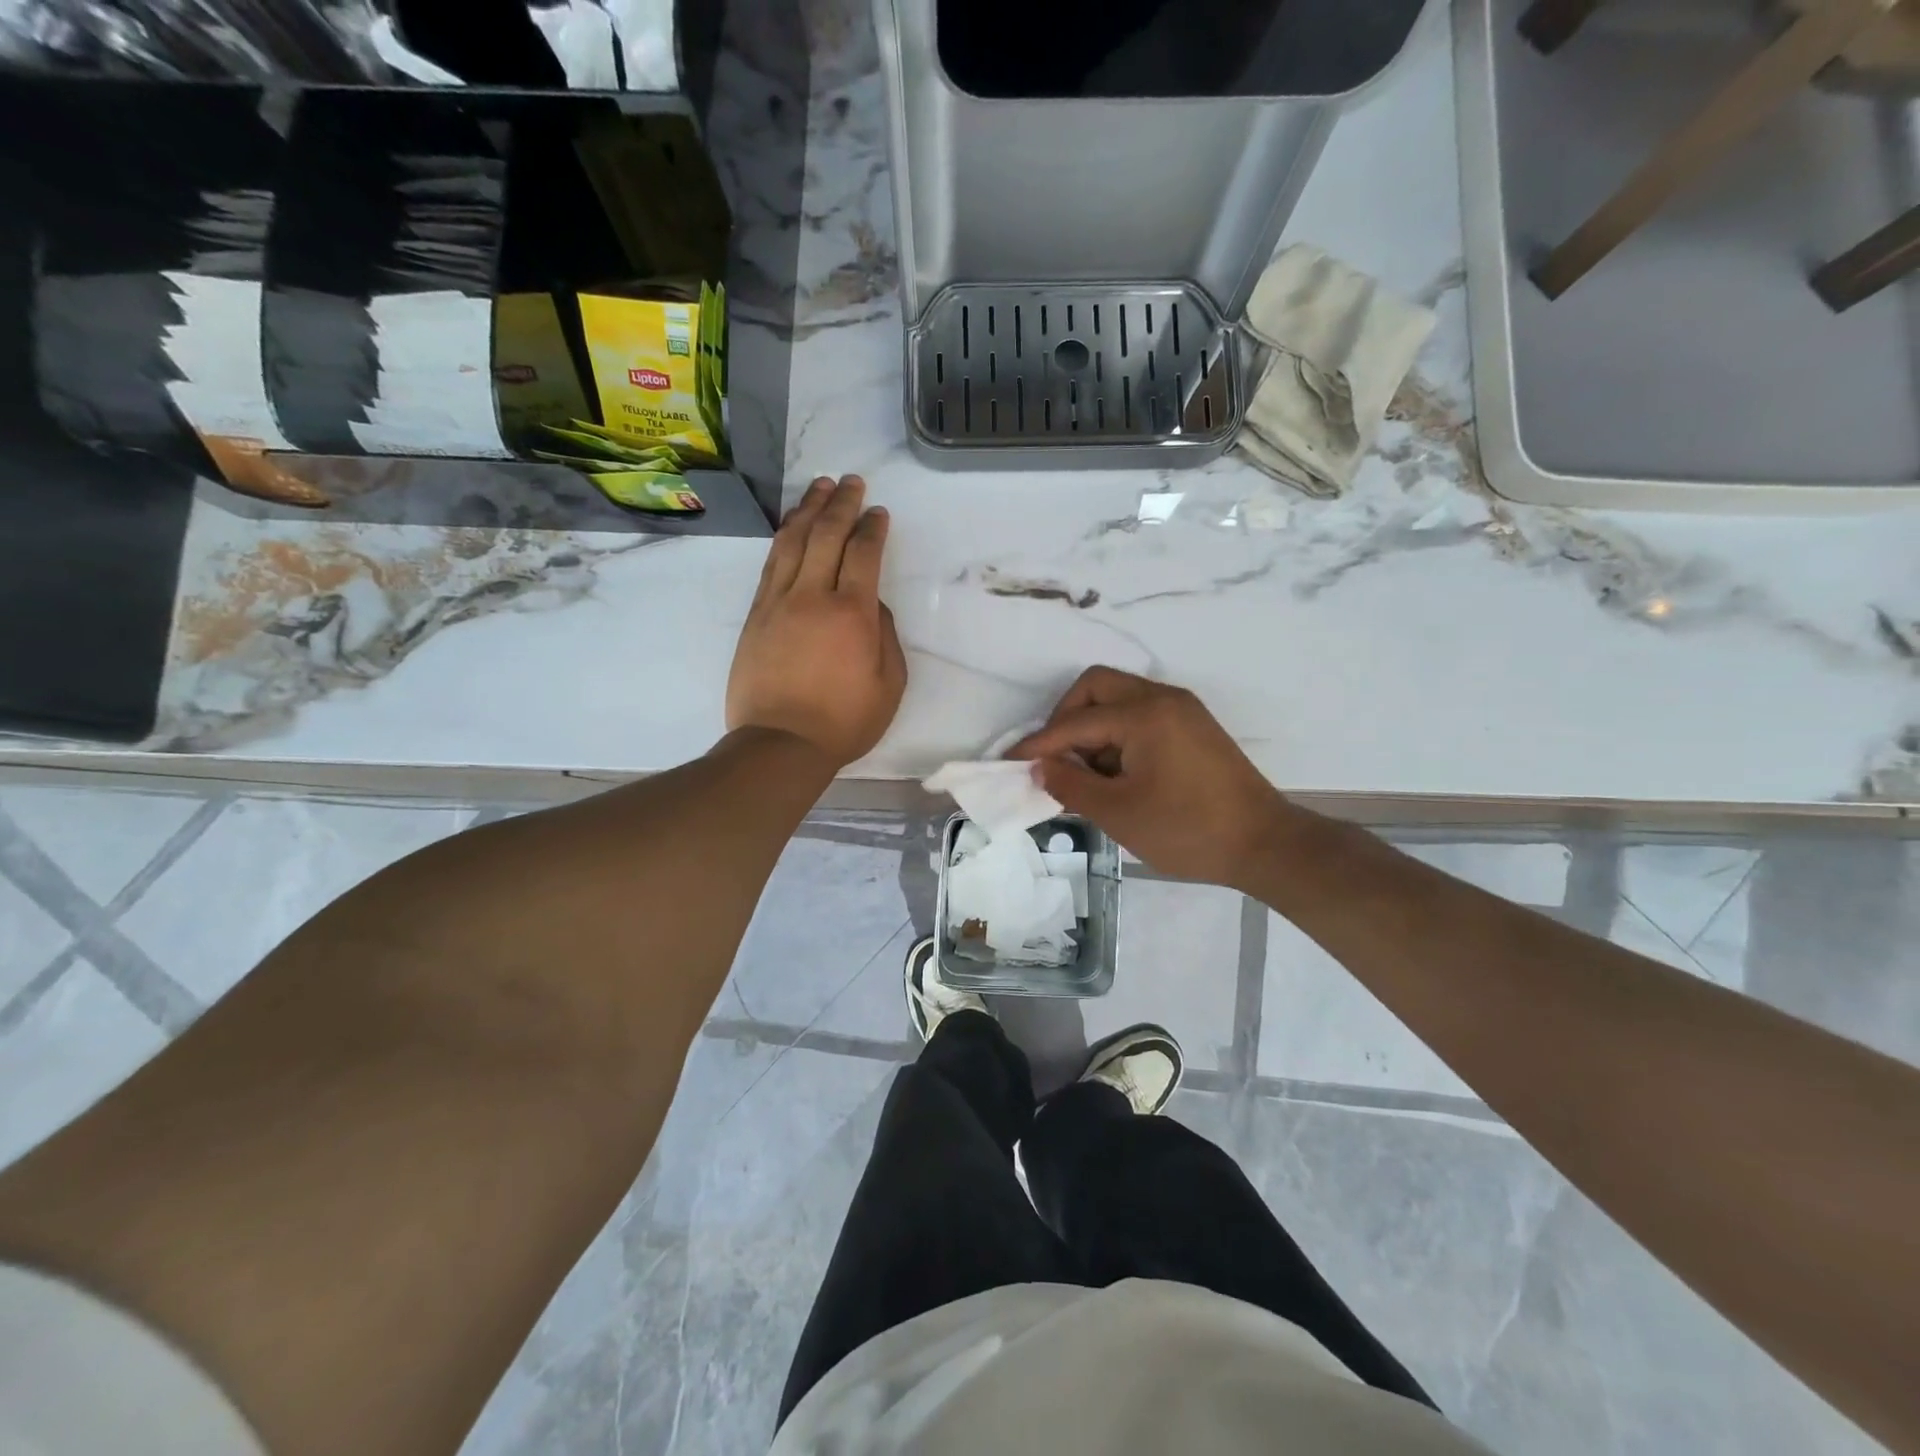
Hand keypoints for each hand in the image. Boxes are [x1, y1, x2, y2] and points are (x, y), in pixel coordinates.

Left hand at [727, 475, 906, 767]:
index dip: (872, 528)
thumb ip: (885, 635)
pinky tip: (790, 527)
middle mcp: (813, 596)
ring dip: (808, 510)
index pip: (863, 553)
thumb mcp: (889, 684)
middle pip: (826, 535)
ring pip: (792, 541)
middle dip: (842, 503)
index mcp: (852, 613)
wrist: (780, 743)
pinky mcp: (756, 615)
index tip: (879, 512)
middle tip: (852, 483)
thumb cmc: (844, 721)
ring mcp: (778, 602)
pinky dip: (783, 538)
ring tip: (819, 487)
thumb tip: (871, 603)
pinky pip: (770, 564)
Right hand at [1009, 667, 1292, 888]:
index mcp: (1143, 714)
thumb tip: (1040, 767)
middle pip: (1096, 687)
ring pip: (1119, 700)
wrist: (1264, 844)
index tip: (1009, 761)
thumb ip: (1070, 784)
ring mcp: (1182, 710)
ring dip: (1093, 728)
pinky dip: (1118, 736)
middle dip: (1066, 719)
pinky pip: (1141, 716)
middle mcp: (1162, 698)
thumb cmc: (1187, 830)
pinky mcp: (1193, 727)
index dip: (1038, 744)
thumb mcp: (1118, 812)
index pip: (1074, 722)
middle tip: (1056, 760)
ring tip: (1088, 775)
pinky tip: (1116, 773)